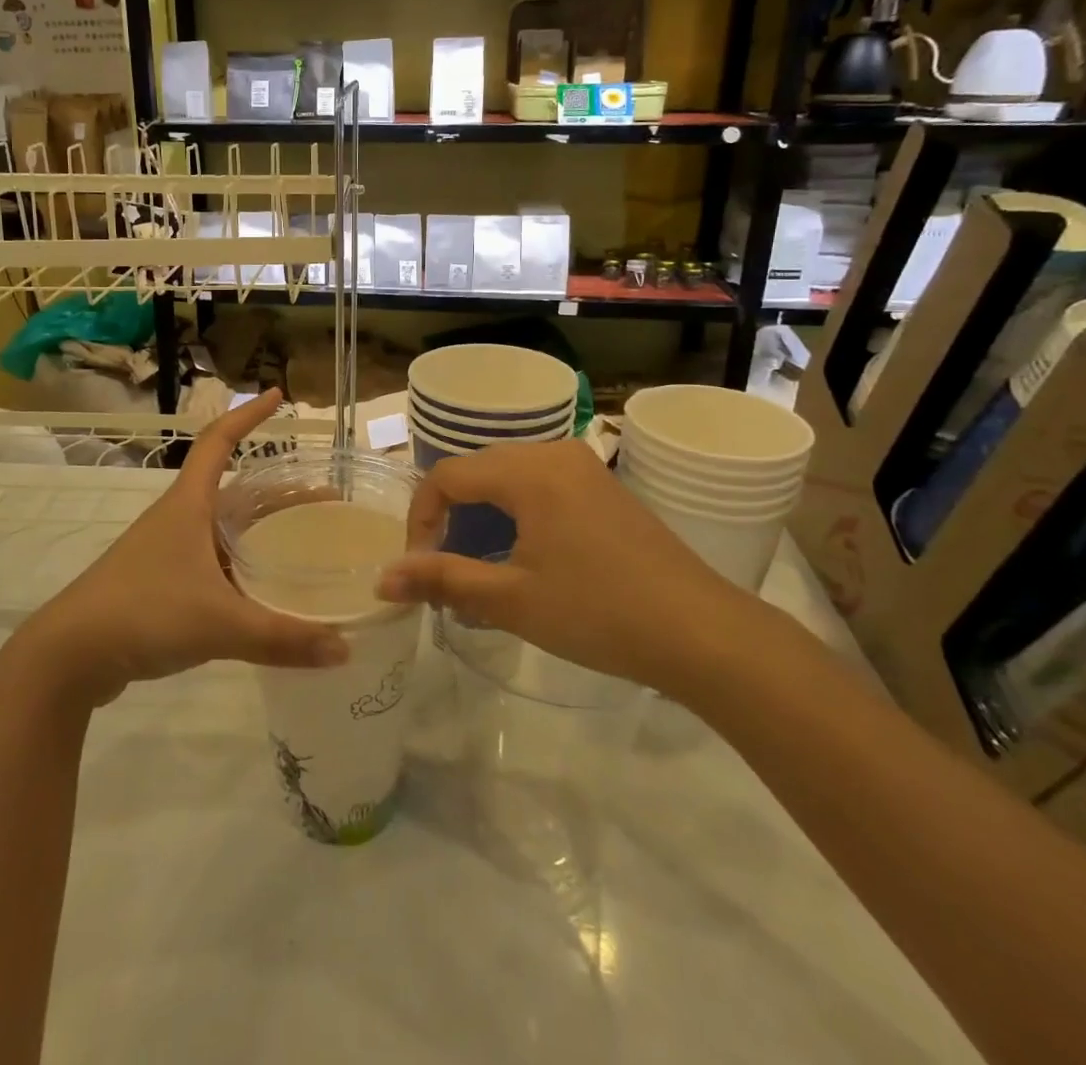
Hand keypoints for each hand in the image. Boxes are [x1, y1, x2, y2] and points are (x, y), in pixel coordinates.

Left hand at [13, 391, 349, 706]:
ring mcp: (168, 551)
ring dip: (262, 530)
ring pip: (226, 529)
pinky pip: (215, 562)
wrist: (69, 655)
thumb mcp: (219, 624)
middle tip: (324, 502)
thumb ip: (282, 637)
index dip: (249, 415)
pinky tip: (266, 592)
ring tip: (304, 544)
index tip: (279, 396)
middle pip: (237, 490)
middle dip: (280, 492)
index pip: (220, 440)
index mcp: (189, 504)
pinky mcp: (162, 583)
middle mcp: (180, 518)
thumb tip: (345, 650)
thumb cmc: (143, 613)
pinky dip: (244, 566)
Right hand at [375, 440, 758, 696]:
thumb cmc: (598, 612)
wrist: (703, 632)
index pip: (447, 475)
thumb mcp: (512, 599)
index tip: (420, 567)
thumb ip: (442, 579)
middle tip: (444, 568)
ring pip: (509, 478)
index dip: (421, 518)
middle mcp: (554, 454)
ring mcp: (584, 468)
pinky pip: (541, 486)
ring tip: (479, 567)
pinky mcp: (604, 488)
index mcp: (529, 471)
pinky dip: (517, 514)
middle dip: (450, 516)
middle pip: (477, 470)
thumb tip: (382, 579)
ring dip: (483, 516)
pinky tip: (524, 558)